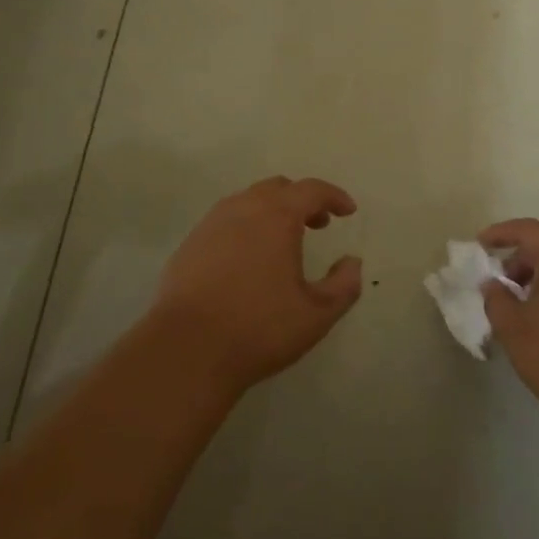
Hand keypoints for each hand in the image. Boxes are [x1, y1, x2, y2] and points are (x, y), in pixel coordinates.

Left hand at [147, 176, 363, 395]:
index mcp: (277, 216)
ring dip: (271, 212)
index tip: (348, 211)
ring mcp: (210, 225)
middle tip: (317, 224)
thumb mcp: (316, 314)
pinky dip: (244, 228)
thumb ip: (343, 285)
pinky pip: (224, 223)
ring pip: (247, 202)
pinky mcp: (188, 245)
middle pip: (277, 188)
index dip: (334, 196)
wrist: (186, 350)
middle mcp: (242, 209)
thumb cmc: (259, 328)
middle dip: (302, 200)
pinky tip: (246, 261)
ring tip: (282, 242)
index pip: (312, 190)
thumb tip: (352, 262)